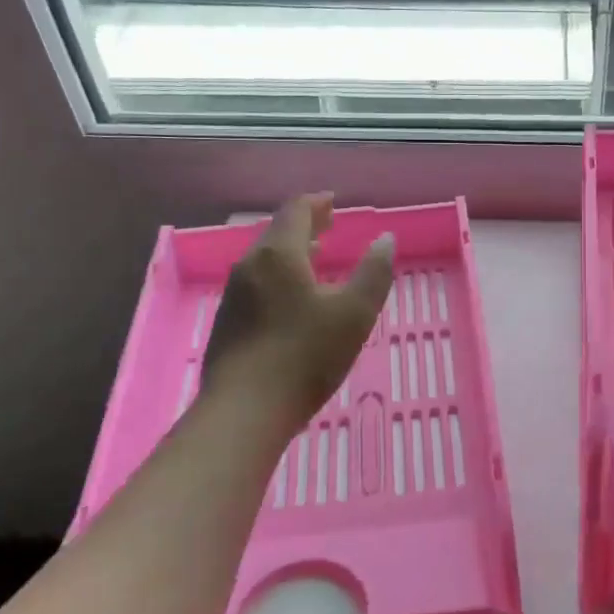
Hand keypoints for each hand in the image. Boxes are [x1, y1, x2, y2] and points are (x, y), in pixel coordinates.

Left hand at [200, 193, 394, 434]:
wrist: (243, 412)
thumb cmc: (304, 357)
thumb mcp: (354, 314)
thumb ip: (374, 273)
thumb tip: (385, 239)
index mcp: (279, 254)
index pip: (296, 210)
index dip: (318, 203)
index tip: (334, 202)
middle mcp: (250, 265)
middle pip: (277, 232)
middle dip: (305, 224)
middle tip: (329, 225)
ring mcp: (234, 294)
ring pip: (265, 259)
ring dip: (291, 250)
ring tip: (315, 255)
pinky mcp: (227, 321)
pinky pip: (256, 282)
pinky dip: (279, 274)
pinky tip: (292, 297)